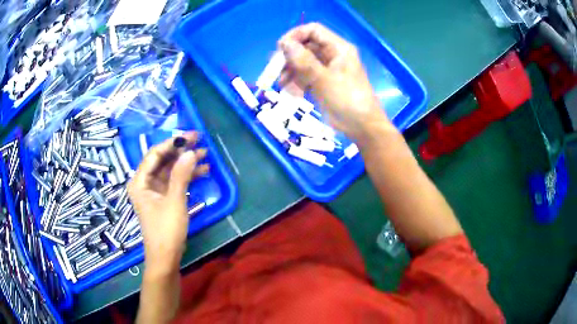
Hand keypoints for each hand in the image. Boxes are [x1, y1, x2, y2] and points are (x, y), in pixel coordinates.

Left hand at [128, 132, 208, 274]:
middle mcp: (145, 183)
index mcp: (140, 181)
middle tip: (200, 141)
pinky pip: (175, 181)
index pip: (155, 154)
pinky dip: (187, 176)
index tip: (190, 136)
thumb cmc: (166, 230)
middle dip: (181, 151)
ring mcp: (155, 191)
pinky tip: (203, 171)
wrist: (166, 257)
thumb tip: (191, 152)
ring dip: (187, 163)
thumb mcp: (174, 201)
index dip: (172, 143)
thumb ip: (181, 175)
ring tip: (206, 154)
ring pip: (171, 170)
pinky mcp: (164, 198)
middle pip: (163, 160)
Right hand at [278, 23, 393, 141]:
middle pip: (306, 47)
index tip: (280, 48)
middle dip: (290, 57)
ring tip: (282, 84)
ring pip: (303, 63)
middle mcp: (332, 55)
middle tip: (275, 68)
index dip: (295, 35)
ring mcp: (327, 69)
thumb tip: (285, 44)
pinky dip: (296, 82)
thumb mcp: (324, 80)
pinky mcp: (323, 83)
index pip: (313, 31)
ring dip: (290, 71)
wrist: (362, 128)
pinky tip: (290, 92)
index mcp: (338, 48)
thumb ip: (304, 61)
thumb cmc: (347, 101)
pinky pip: (305, 76)